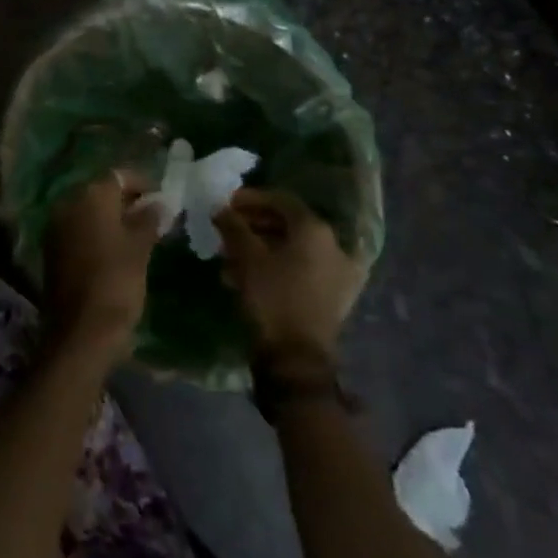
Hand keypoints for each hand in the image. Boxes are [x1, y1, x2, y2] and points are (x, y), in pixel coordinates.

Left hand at [44, 170, 158, 364]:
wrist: (81, 331)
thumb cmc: (116, 282)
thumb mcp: (140, 248)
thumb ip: (149, 219)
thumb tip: (159, 203)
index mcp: (90, 196)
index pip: (119, 176)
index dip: (142, 183)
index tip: (162, 198)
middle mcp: (68, 203)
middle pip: (101, 191)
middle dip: (127, 200)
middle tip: (154, 216)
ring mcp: (57, 226)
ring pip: (89, 211)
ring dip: (112, 217)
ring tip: (140, 233)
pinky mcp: (53, 249)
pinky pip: (79, 230)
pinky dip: (98, 232)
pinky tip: (117, 249)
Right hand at [214, 188, 364, 364]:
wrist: (297, 359)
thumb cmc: (272, 297)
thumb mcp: (246, 257)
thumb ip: (233, 226)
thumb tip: (220, 208)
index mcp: (316, 231)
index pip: (282, 200)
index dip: (251, 198)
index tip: (227, 203)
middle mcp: (334, 247)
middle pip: (289, 224)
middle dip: (254, 224)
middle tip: (228, 228)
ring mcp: (338, 274)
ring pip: (294, 249)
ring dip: (261, 247)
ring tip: (230, 256)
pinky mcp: (334, 297)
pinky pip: (301, 269)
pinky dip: (276, 266)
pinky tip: (247, 276)